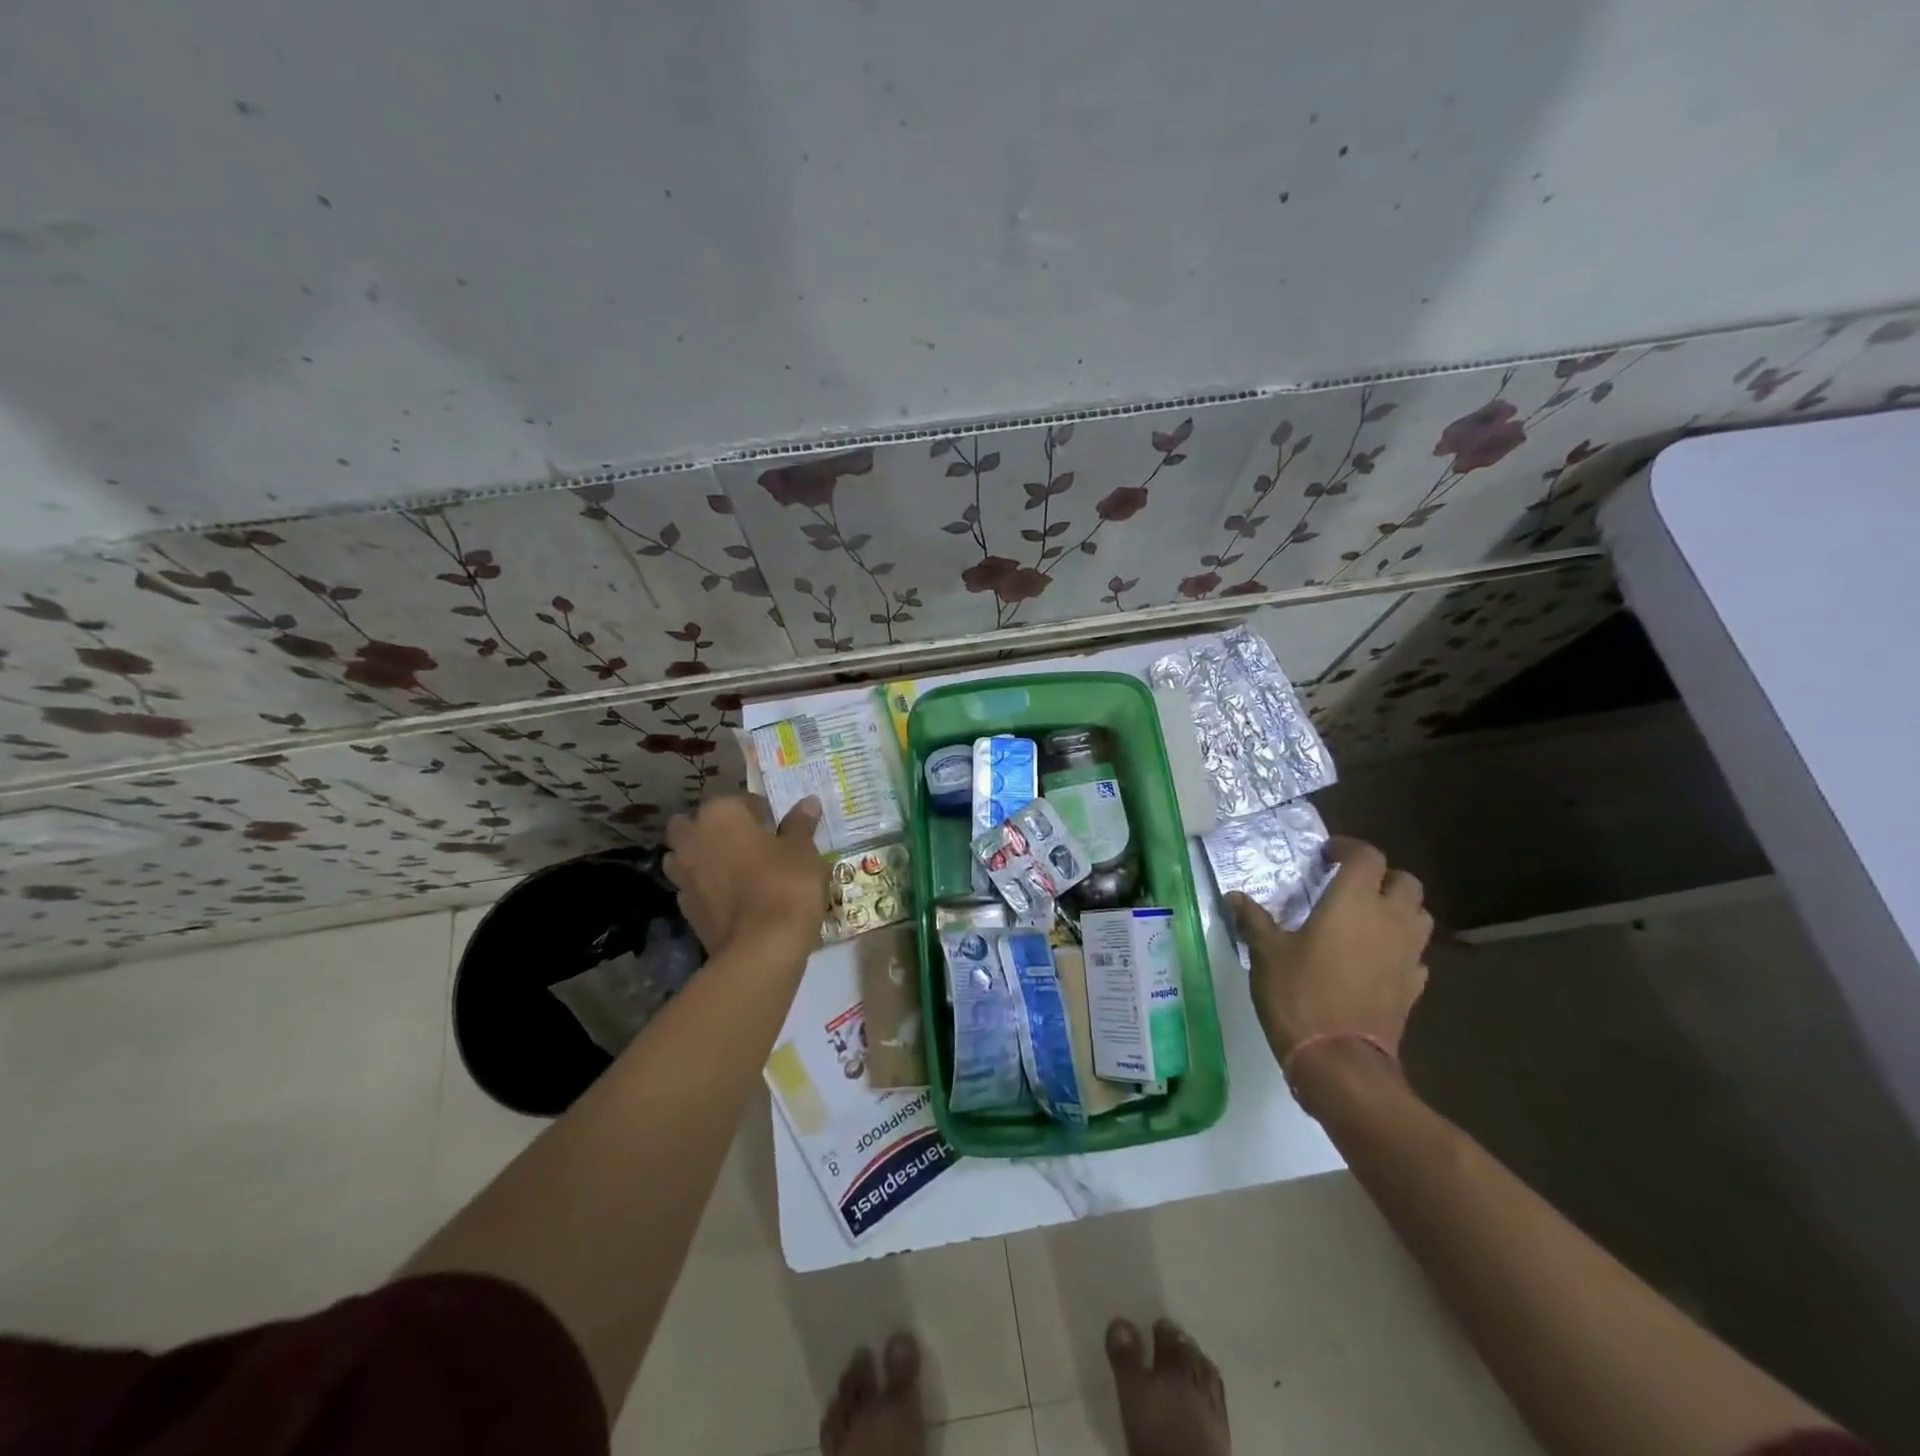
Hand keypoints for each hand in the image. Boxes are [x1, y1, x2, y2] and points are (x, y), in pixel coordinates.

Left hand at [664, 794, 827, 956]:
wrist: (760, 949)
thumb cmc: (785, 885)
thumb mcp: (803, 850)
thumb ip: (800, 824)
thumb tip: (808, 802)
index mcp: (720, 814)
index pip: (741, 800)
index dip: (762, 813)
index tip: (779, 829)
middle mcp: (692, 838)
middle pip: (696, 823)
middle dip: (717, 828)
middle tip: (750, 843)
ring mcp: (682, 875)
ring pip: (686, 855)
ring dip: (705, 856)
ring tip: (738, 870)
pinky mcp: (684, 908)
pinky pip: (694, 886)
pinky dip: (707, 887)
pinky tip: (734, 898)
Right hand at [1228, 836, 1431, 1071]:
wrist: (1340, 1061)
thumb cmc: (1299, 995)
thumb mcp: (1266, 953)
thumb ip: (1253, 920)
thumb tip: (1234, 897)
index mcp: (1354, 903)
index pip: (1368, 857)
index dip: (1349, 848)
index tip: (1327, 855)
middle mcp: (1389, 921)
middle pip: (1406, 882)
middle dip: (1381, 877)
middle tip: (1350, 886)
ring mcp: (1408, 956)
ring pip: (1419, 916)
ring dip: (1398, 909)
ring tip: (1366, 919)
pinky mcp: (1414, 988)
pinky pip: (1416, 955)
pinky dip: (1400, 948)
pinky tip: (1376, 960)